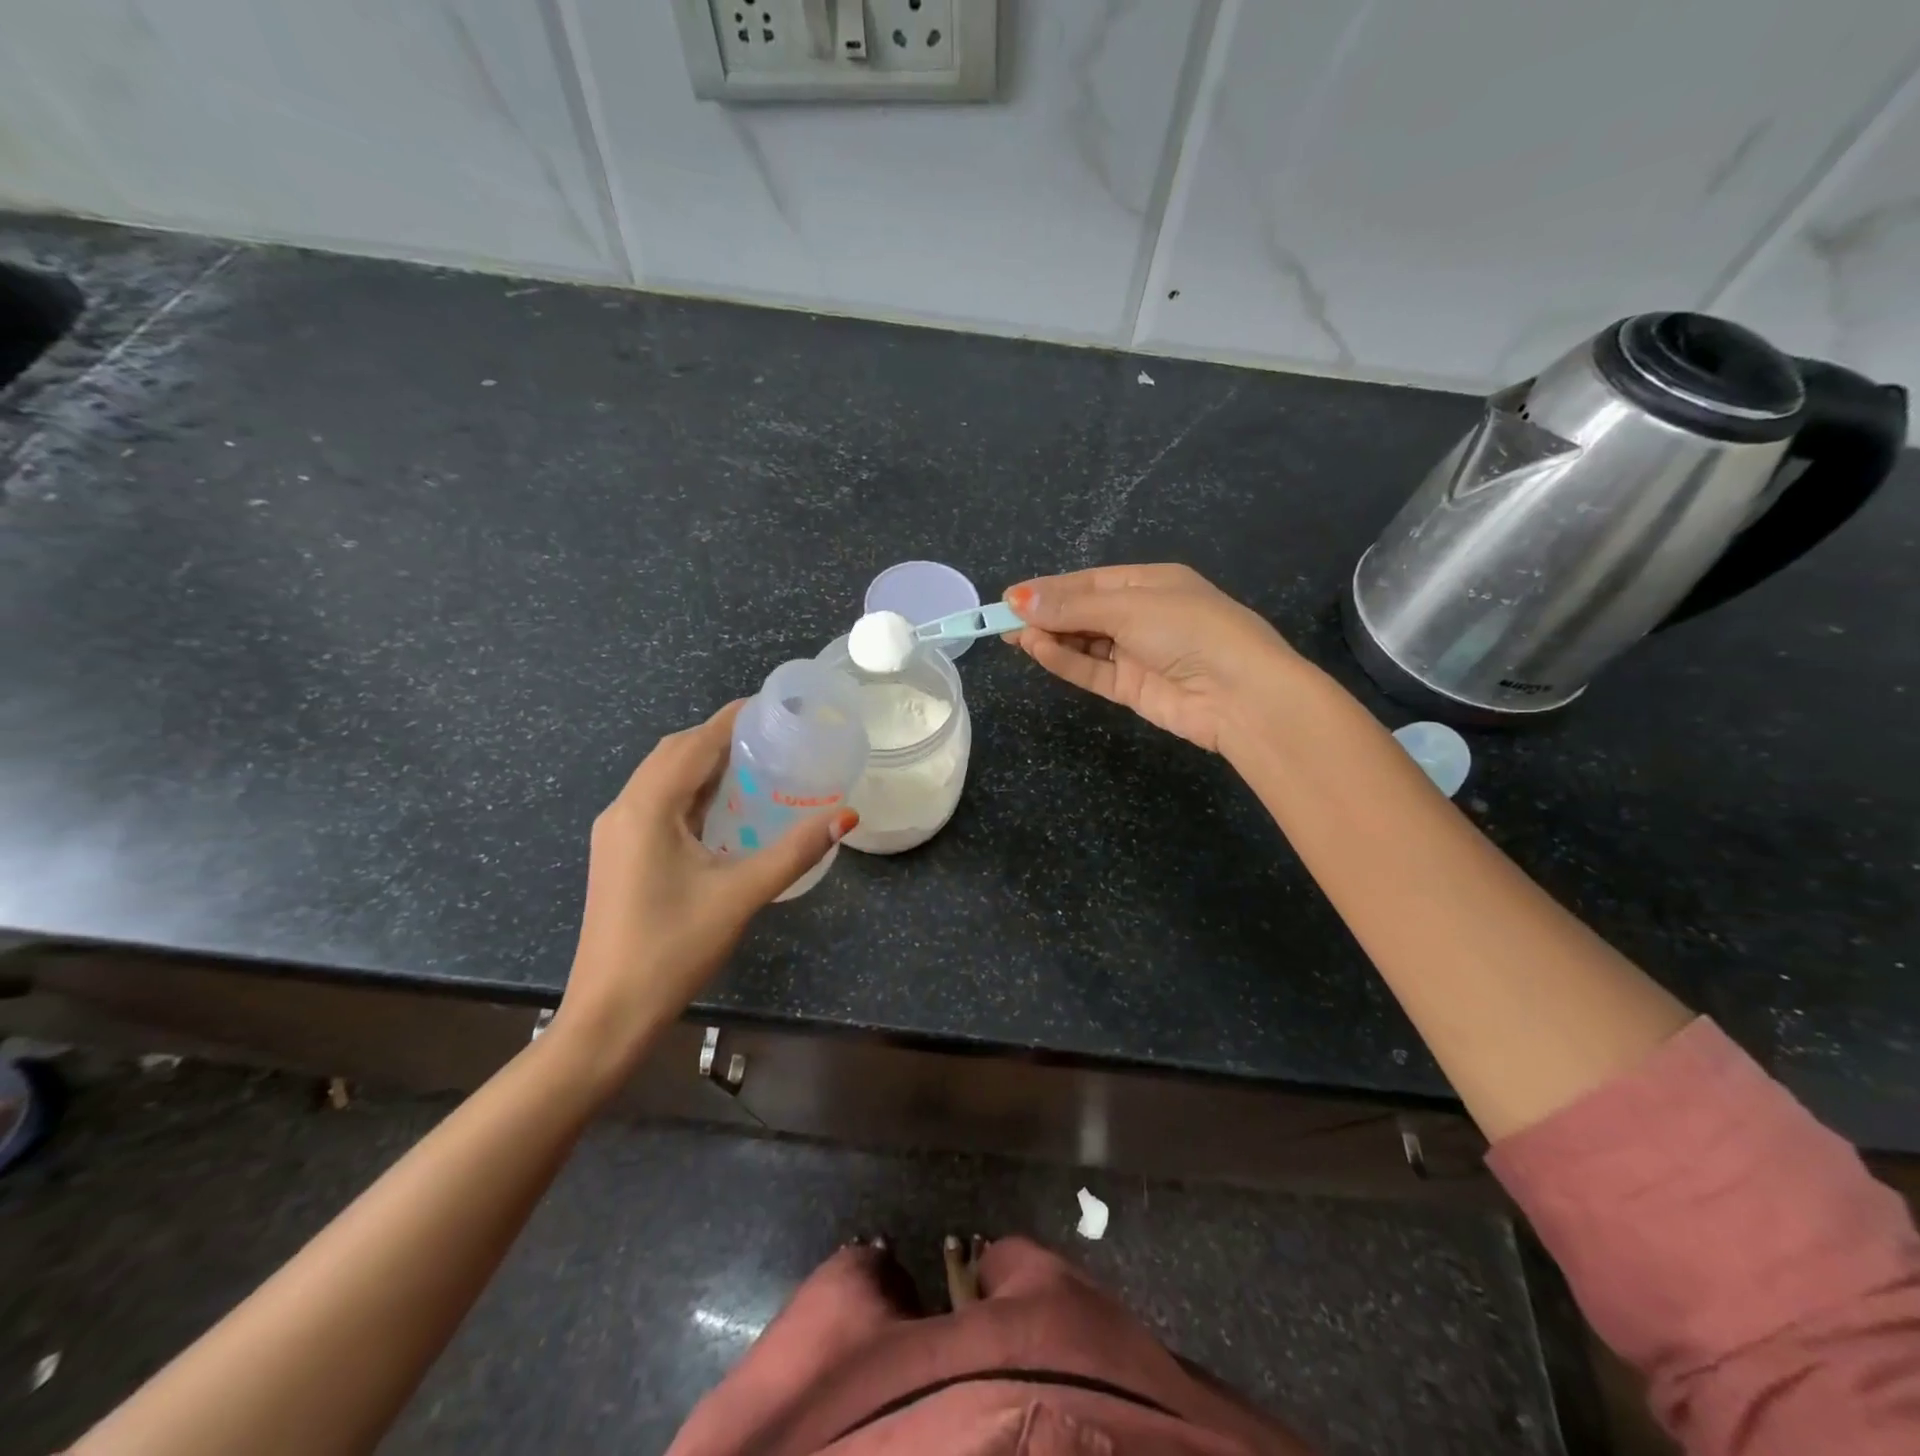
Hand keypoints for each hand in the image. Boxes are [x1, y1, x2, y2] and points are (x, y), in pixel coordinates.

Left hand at [552, 701, 856, 1078]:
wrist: (608, 1014)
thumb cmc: (673, 948)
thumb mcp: (741, 895)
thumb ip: (794, 851)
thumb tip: (845, 816)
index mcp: (648, 807)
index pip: (695, 743)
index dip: (735, 719)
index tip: (777, 707)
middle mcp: (625, 809)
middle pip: (675, 752)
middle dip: (722, 737)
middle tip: (775, 739)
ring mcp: (616, 833)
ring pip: (663, 778)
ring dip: (706, 764)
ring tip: (758, 766)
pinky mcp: (619, 854)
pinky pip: (658, 804)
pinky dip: (692, 792)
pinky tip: (725, 810)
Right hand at [1005, 564, 1298, 753]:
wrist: (1240, 694)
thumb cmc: (1189, 629)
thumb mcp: (1129, 608)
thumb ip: (1072, 607)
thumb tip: (1017, 599)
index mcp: (1150, 582)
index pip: (1089, 582)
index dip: (1049, 589)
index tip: (1009, 597)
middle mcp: (1142, 615)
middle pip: (1083, 612)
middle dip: (1045, 614)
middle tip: (1002, 621)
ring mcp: (1137, 653)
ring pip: (1083, 642)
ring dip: (1050, 638)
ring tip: (1013, 637)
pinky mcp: (1132, 688)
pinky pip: (1091, 669)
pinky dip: (1064, 661)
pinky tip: (1037, 651)